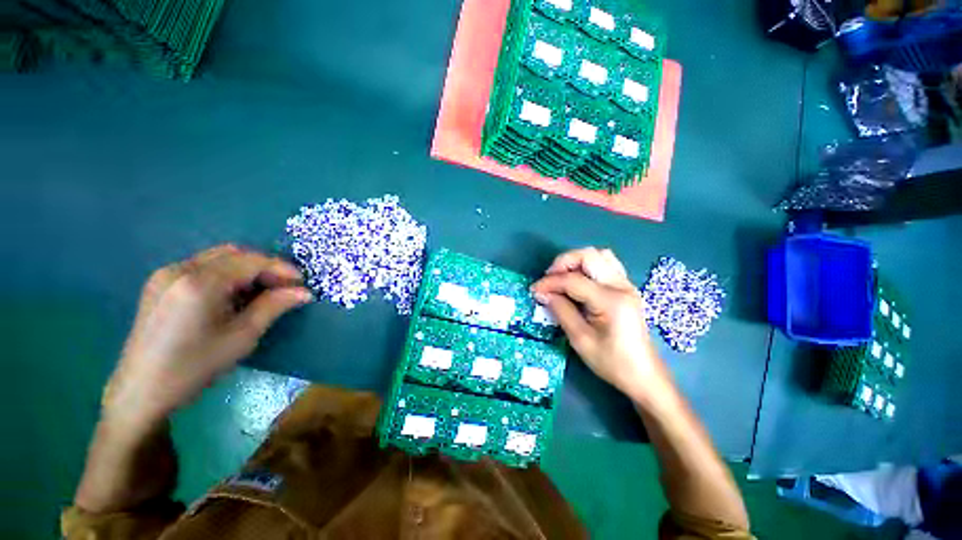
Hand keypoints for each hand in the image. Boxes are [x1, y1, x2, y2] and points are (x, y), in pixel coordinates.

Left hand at [104, 244, 312, 425]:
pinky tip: (235, 295)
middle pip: (235, 253)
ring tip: (264, 292)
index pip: (251, 262)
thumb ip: (274, 306)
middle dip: (265, 267)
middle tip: (285, 287)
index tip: (302, 284)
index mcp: (199, 283)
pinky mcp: (161, 283)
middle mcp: (180, 269)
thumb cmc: (194, 367)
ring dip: (247, 270)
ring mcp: (166, 274)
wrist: (141, 391)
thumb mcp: (242, 337)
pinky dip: (227, 275)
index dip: (281, 268)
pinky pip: (203, 267)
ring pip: (219, 258)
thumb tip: (304, 292)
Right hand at [531, 248, 668, 398]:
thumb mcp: (580, 339)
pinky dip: (588, 266)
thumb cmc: (611, 362)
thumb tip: (543, 293)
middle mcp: (621, 286)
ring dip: (576, 261)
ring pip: (599, 255)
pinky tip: (578, 281)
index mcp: (610, 301)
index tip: (534, 290)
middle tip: (549, 279)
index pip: (573, 280)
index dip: (550, 282)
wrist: (643, 375)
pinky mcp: (626, 288)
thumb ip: (560, 310)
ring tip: (562, 277)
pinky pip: (606, 264)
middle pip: (589, 255)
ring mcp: (626, 284)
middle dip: (563, 262)